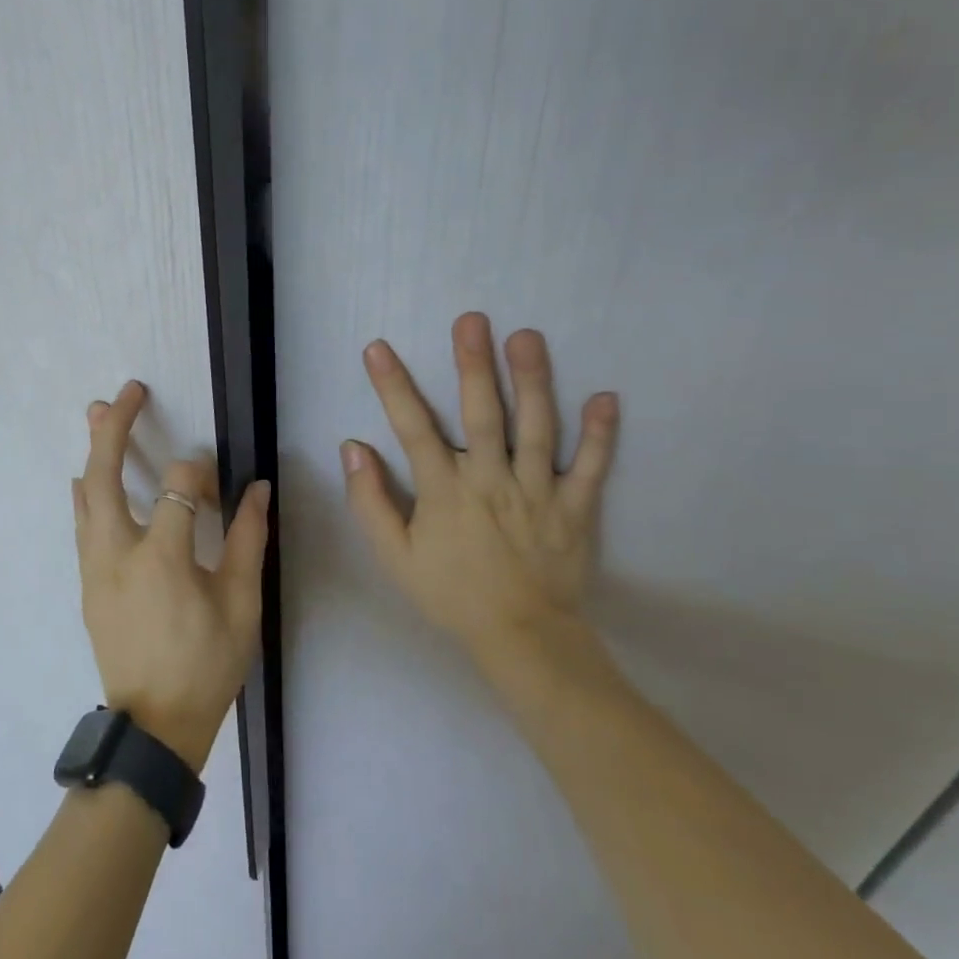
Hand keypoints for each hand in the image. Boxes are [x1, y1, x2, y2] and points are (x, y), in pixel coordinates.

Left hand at [73, 381, 270, 772]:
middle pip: (105, 476)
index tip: (221, 487)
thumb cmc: (206, 666)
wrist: (154, 726)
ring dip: (94, 452)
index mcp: (161, 558)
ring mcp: (94, 568)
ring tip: (99, 413)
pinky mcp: (88, 582)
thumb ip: (247, 541)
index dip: (202, 474)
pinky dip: (88, 491)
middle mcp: (117, 553)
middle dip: (114, 429)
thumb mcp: (240, 605)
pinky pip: (83, 523)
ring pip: (85, 496)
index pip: (180, 488)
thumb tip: (257, 488)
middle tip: (125, 393)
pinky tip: (89, 477)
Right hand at [342, 313, 617, 680]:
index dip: (393, 386)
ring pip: (537, 428)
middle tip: (472, 320)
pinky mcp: (576, 508)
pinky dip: (600, 434)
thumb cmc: (451, 594)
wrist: (522, 638)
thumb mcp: (394, 557)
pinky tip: (606, 397)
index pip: (413, 428)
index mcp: (445, 491)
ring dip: (533, 380)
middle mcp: (491, 481)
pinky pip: (592, 467)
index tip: (378, 348)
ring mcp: (539, 492)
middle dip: (474, 364)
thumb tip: (352, 448)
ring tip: (528, 337)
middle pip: (482, 414)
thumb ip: (370, 502)